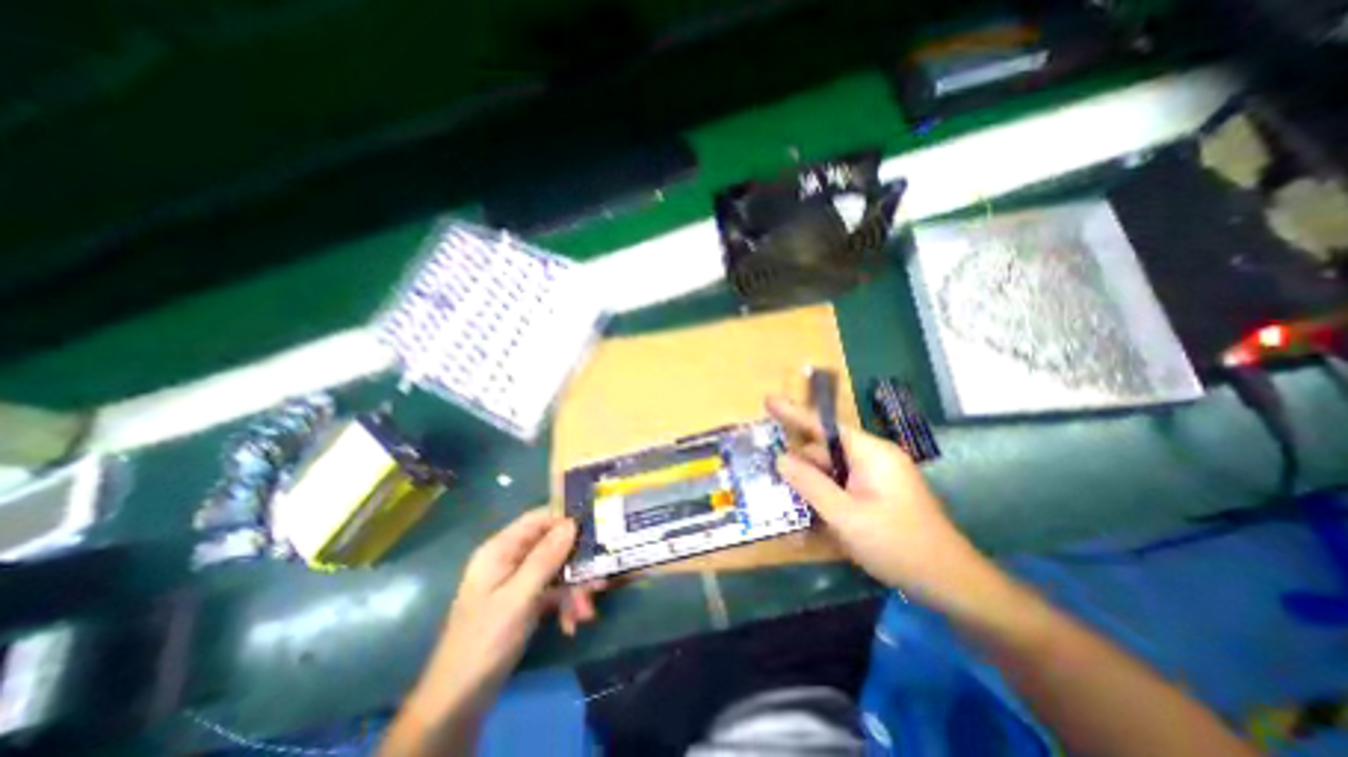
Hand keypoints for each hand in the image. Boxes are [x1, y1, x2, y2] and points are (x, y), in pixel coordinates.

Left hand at [415, 509, 596, 715]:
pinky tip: (571, 624)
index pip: (538, 519)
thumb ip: (546, 557)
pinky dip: (563, 604)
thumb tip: (572, 522)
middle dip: (575, 564)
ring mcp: (517, 582)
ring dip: (573, 589)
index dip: (565, 520)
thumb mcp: (519, 597)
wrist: (459, 702)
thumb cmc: (485, 641)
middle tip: (597, 581)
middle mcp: (509, 560)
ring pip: (555, 570)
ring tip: (586, 612)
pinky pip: (551, 591)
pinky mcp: (523, 602)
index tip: (595, 528)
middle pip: (551, 546)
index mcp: (500, 550)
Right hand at [770, 393, 987, 598]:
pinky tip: (813, 520)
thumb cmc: (897, 544)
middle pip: (825, 452)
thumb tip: (781, 459)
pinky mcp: (877, 494)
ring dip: (812, 487)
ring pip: (832, 472)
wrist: (950, 584)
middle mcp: (873, 458)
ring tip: (790, 506)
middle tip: (771, 478)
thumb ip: (810, 484)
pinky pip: (843, 487)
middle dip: (800, 465)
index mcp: (870, 453)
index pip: (824, 425)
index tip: (768, 400)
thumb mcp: (845, 515)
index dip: (793, 412)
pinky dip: (826, 499)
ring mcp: (877, 477)